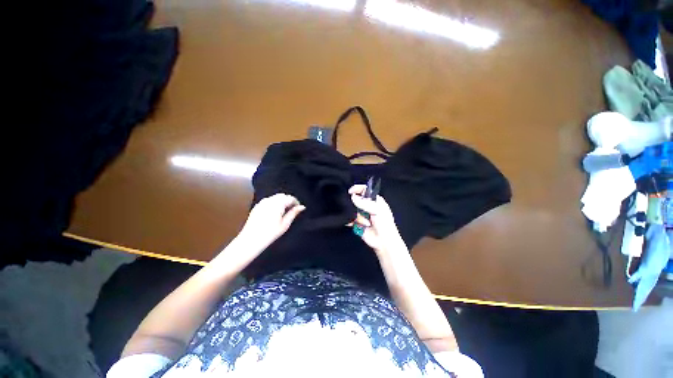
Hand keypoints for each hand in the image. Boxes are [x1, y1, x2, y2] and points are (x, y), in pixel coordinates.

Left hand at [238, 193, 304, 251]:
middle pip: (282, 196)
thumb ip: (294, 213)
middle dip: (288, 201)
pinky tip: (274, 213)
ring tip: (283, 212)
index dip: (296, 202)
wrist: (251, 239)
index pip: (290, 198)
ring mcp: (262, 202)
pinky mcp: (257, 206)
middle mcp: (270, 200)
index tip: (298, 209)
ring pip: (275, 197)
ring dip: (281, 201)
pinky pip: (268, 200)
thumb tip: (302, 207)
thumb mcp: (285, 224)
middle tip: (292, 210)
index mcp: (278, 203)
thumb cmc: (270, 233)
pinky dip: (274, 203)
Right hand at [348, 185, 406, 254]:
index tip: (350, 191)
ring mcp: (362, 214)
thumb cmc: (384, 224)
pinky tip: (356, 224)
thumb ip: (364, 203)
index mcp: (375, 200)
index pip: (365, 190)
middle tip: (361, 211)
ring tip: (366, 223)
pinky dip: (350, 221)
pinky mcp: (357, 222)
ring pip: (353, 210)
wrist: (383, 241)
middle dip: (356, 206)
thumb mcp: (377, 210)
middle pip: (356, 200)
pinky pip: (350, 219)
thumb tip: (353, 197)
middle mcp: (368, 206)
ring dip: (358, 217)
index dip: (357, 189)